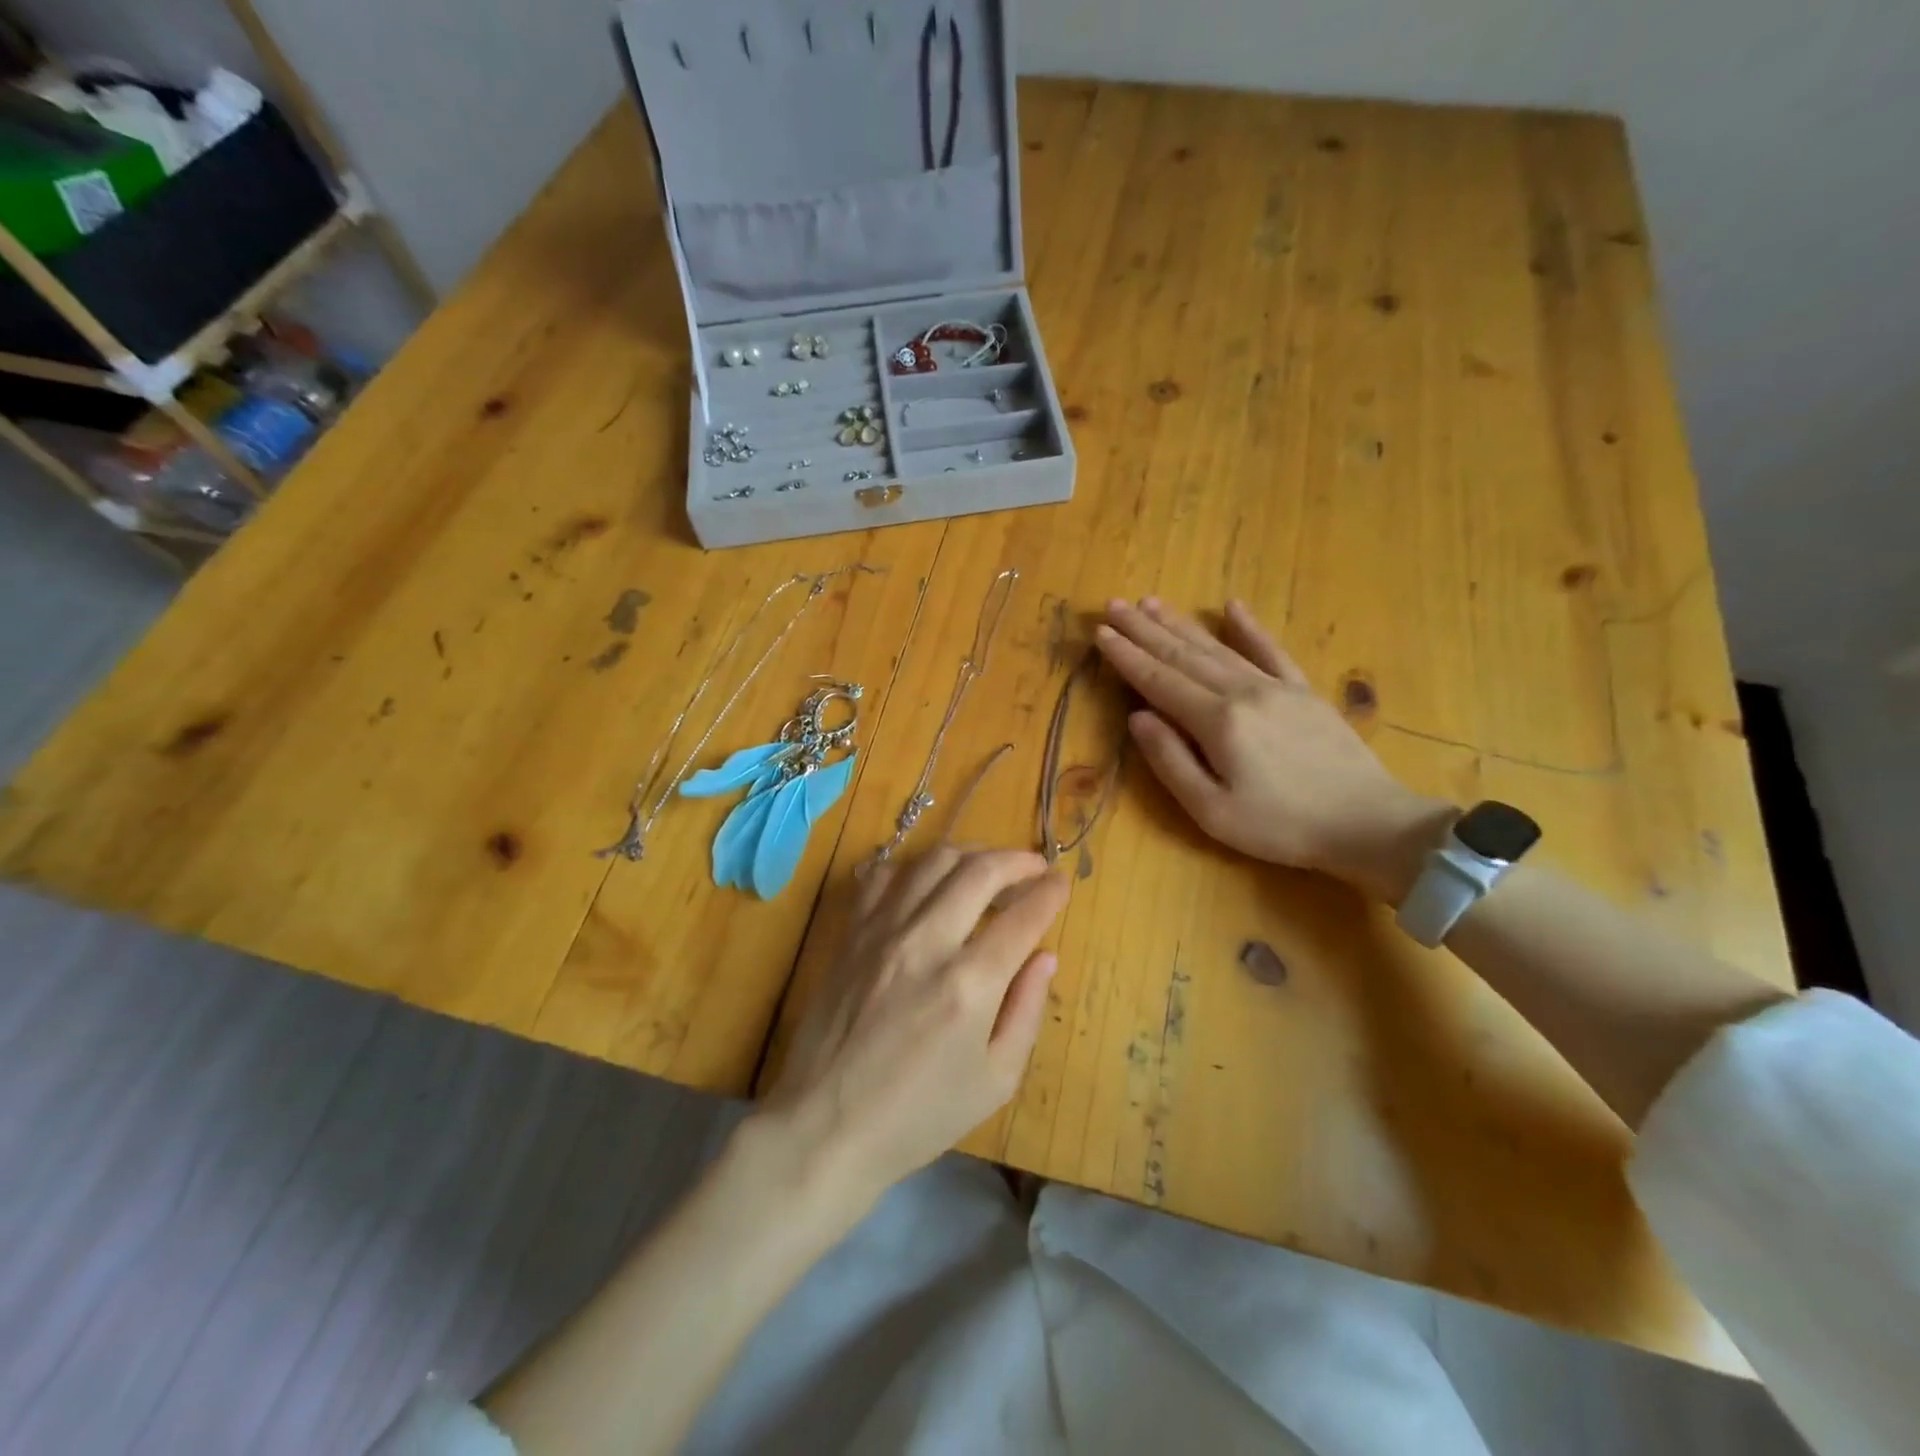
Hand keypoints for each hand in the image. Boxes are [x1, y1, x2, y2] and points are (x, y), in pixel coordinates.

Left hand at [756, 848, 1069, 1212]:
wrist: (825, 1126)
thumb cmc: (919, 1115)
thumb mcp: (995, 1081)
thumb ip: (1026, 1010)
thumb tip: (1044, 955)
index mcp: (969, 985)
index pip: (1022, 916)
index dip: (1049, 892)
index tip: (1061, 883)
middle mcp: (926, 943)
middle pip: (979, 871)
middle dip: (1016, 860)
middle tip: (1033, 866)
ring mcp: (882, 932)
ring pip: (933, 861)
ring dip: (971, 854)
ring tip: (988, 866)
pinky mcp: (851, 933)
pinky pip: (884, 876)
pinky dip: (914, 868)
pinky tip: (928, 881)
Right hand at [1094, 598, 1454, 902]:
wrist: (1367, 824)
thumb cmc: (1280, 826)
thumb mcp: (1211, 810)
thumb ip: (1170, 761)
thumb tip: (1137, 717)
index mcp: (1216, 721)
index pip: (1158, 680)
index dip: (1126, 656)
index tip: (1100, 632)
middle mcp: (1242, 691)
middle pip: (1182, 655)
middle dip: (1144, 629)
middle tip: (1114, 605)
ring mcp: (1276, 687)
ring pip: (1217, 646)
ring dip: (1181, 623)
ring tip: (1151, 602)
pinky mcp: (1303, 691)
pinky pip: (1270, 650)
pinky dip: (1249, 627)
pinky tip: (1231, 607)